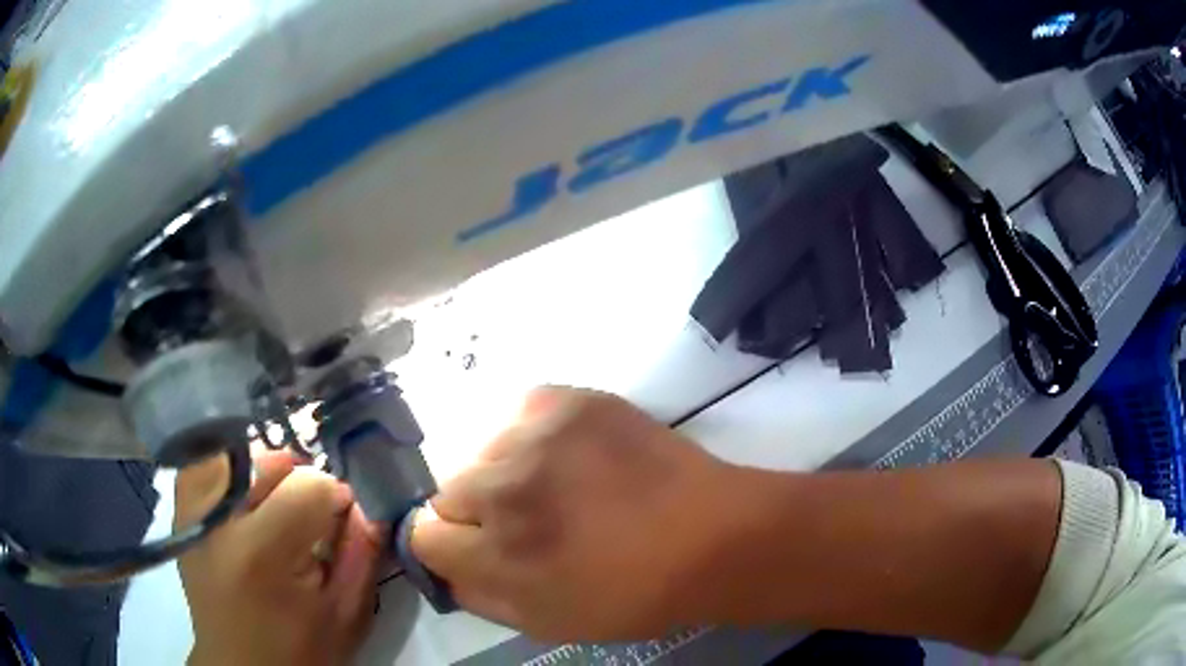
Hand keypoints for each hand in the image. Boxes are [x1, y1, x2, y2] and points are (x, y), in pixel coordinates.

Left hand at [177, 448, 385, 665]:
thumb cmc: (298, 650)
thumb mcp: (345, 614)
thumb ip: (362, 554)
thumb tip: (367, 502)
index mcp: (260, 552)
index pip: (308, 485)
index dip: (335, 496)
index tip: (343, 517)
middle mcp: (217, 521)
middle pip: (267, 461)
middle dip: (299, 481)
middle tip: (309, 515)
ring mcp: (191, 513)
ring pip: (231, 452)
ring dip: (262, 471)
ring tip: (276, 503)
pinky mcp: (179, 514)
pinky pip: (203, 466)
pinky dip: (228, 469)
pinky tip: (244, 496)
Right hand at [410, 386, 733, 641]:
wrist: (711, 535)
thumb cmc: (632, 594)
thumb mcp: (545, 622)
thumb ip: (477, 595)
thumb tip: (444, 566)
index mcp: (495, 551)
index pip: (423, 533)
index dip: (449, 547)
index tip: (477, 550)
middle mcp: (502, 486)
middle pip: (446, 490)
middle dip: (476, 513)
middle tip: (528, 523)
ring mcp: (535, 434)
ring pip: (483, 451)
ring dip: (506, 473)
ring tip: (559, 488)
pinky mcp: (568, 400)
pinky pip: (522, 414)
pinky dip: (536, 437)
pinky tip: (573, 456)